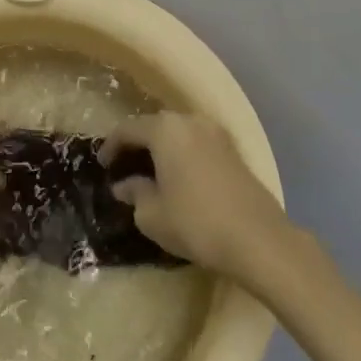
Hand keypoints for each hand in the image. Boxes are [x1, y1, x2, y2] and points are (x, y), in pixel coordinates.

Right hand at [102, 113, 294, 285]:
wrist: (258, 239)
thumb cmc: (195, 222)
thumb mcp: (152, 215)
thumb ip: (134, 194)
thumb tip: (125, 185)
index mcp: (165, 130)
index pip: (127, 129)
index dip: (110, 146)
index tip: (102, 165)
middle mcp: (190, 121)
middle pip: (154, 126)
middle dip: (137, 144)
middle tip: (124, 166)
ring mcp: (216, 133)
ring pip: (178, 133)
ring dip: (162, 148)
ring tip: (151, 172)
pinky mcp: (233, 151)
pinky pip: (197, 144)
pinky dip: (182, 154)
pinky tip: (178, 177)